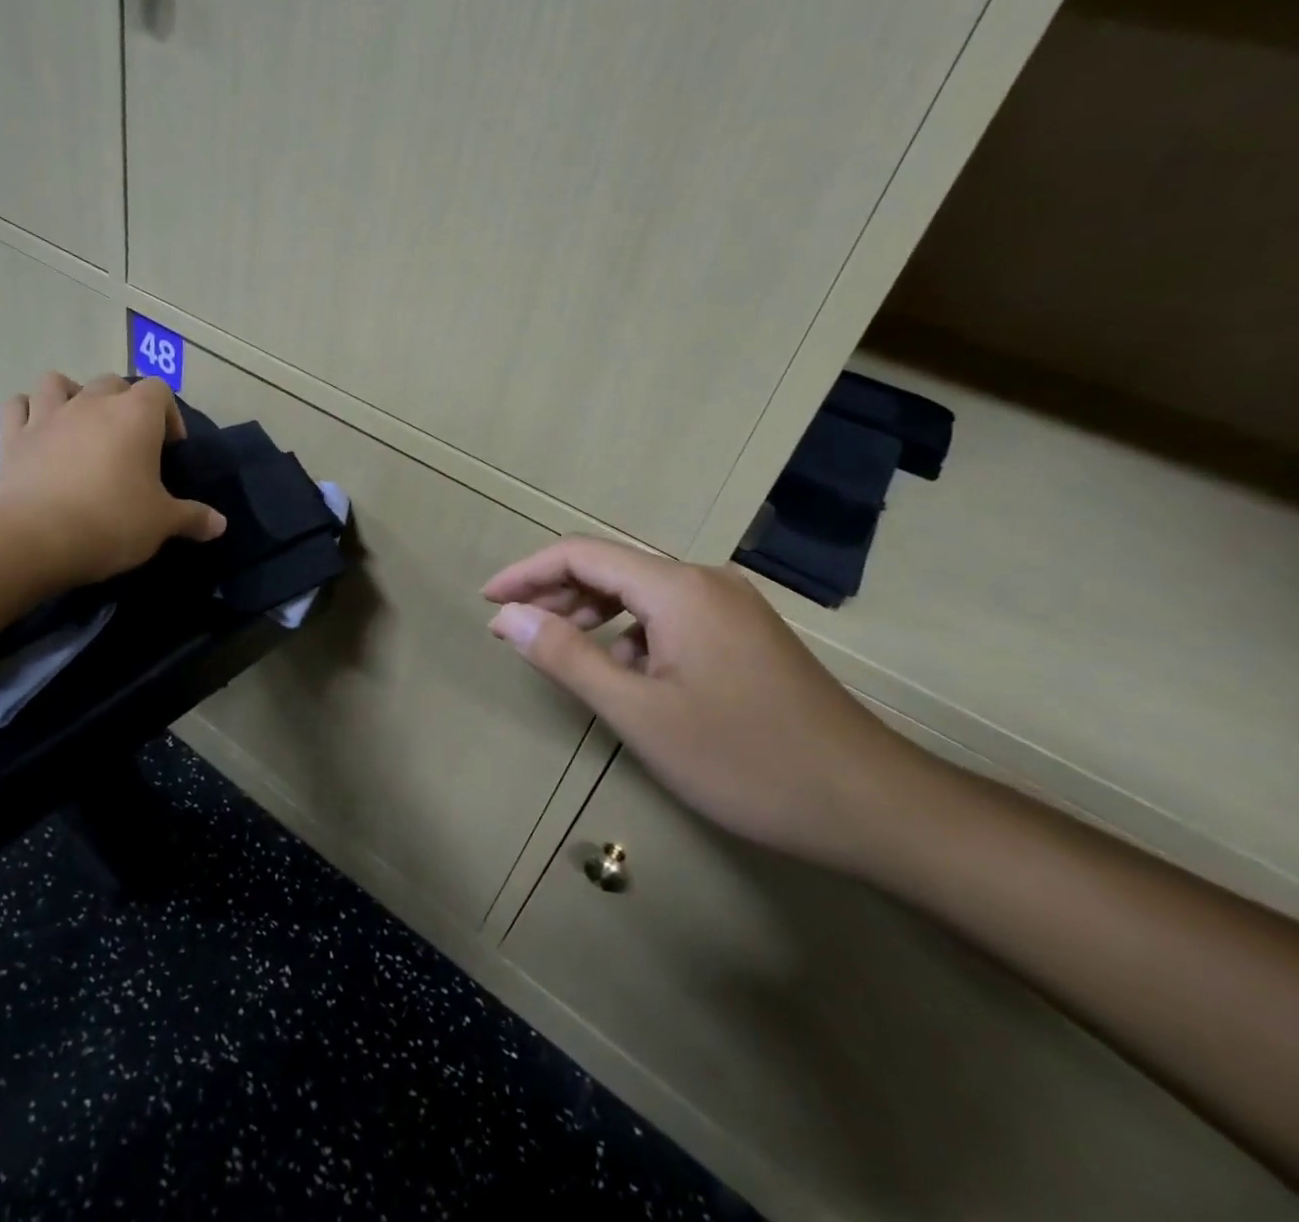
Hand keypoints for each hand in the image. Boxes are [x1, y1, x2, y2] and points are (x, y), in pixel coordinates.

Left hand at [0, 372, 225, 585]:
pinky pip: (16, 406)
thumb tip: (220, 524)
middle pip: (112, 383)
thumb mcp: (163, 523)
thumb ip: (194, 517)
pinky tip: (35, 431)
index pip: (159, 391)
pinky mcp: (12, 437)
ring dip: (70, 396)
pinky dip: (27, 412)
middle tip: (128, 442)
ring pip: (57, 382)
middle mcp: (92, 403)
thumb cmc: (112, 522)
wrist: (37, 540)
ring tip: (79, 426)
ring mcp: (47, 416)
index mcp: (135, 416)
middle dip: (123, 405)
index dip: (168, 416)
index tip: (168, 450)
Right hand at [483, 537, 928, 872]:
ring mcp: (731, 606)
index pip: (581, 554)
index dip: (526, 573)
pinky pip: (670, 616)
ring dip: (591, 614)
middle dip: (554, 594)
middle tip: (510, 630)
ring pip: (640, 593)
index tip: (487, 602)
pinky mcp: (745, 633)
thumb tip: (507, 616)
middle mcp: (704, 581)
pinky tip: (624, 672)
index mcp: (677, 587)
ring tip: (556, 649)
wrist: (871, 804)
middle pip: (610, 568)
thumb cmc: (744, 759)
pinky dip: (631, 633)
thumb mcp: (639, 712)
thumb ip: (566, 657)